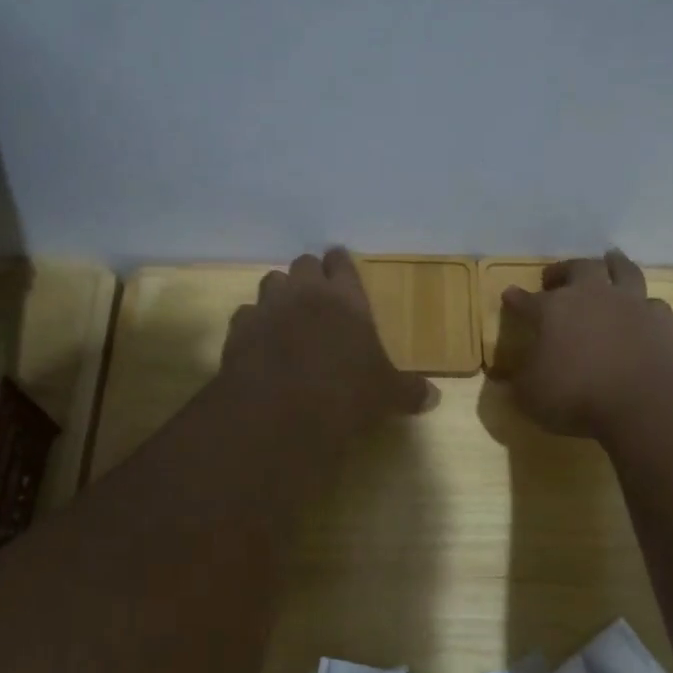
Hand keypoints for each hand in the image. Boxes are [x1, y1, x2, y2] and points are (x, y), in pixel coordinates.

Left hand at [221, 249, 438, 437]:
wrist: (279, 410)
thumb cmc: (344, 393)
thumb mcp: (385, 394)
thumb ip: (408, 390)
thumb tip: (433, 398)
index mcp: (346, 298)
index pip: (342, 263)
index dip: (341, 262)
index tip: (340, 262)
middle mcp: (305, 292)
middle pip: (304, 264)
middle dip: (310, 274)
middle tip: (317, 291)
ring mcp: (268, 307)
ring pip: (271, 281)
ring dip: (281, 292)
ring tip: (287, 312)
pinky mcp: (239, 329)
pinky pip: (246, 314)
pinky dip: (253, 323)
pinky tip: (259, 340)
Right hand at [495, 250, 672, 438]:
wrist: (646, 402)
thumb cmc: (577, 396)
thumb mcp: (531, 397)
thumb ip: (519, 384)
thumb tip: (508, 380)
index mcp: (553, 310)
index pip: (527, 300)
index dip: (516, 298)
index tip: (509, 295)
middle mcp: (592, 297)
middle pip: (578, 268)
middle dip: (564, 270)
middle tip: (555, 276)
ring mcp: (631, 305)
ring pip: (623, 271)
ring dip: (614, 264)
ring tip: (610, 260)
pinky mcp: (662, 322)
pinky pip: (653, 304)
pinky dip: (646, 305)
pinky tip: (644, 309)